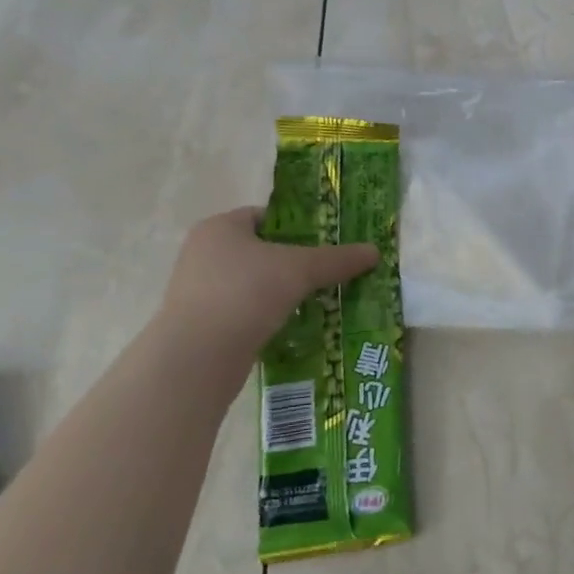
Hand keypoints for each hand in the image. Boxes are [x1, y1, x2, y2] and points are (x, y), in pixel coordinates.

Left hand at [157, 207, 376, 354]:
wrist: (198, 356)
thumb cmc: (246, 293)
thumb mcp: (301, 269)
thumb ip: (337, 259)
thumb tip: (375, 251)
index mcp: (220, 228)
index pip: (266, 216)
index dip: (299, 226)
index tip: (328, 243)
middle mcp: (203, 253)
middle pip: (262, 251)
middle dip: (296, 262)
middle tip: (329, 273)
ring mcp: (199, 291)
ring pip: (254, 284)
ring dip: (284, 292)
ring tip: (319, 301)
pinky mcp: (202, 324)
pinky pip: (245, 312)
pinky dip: (269, 316)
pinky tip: (295, 326)